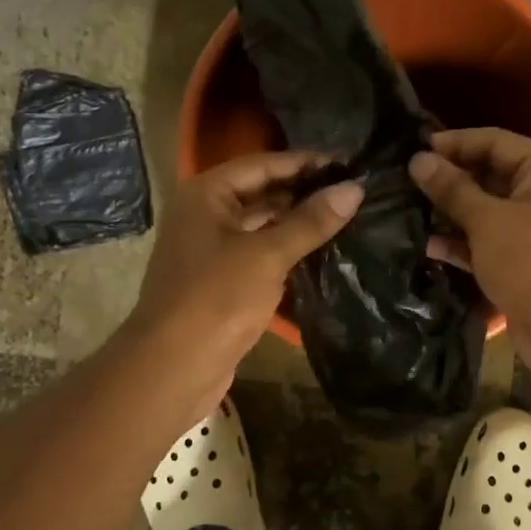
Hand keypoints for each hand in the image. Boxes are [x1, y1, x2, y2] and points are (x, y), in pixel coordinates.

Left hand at [129, 153, 361, 405]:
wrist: (174, 366)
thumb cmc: (216, 298)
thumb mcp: (268, 255)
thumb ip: (311, 221)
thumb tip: (355, 189)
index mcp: (208, 194)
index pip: (264, 164)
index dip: (306, 163)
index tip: (350, 165)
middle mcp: (206, 215)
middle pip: (263, 193)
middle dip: (306, 193)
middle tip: (355, 194)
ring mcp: (213, 250)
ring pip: (263, 226)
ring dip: (299, 224)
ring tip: (349, 219)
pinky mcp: (223, 282)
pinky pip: (261, 256)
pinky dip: (289, 252)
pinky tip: (324, 254)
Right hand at [409, 128, 530, 393]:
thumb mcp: (489, 220)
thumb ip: (452, 189)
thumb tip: (419, 160)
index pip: (494, 141)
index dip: (453, 143)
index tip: (412, 150)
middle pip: (489, 175)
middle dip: (449, 180)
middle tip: (402, 181)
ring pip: (485, 213)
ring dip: (450, 214)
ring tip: (406, 210)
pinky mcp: (521, 264)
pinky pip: (486, 244)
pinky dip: (461, 244)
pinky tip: (428, 246)